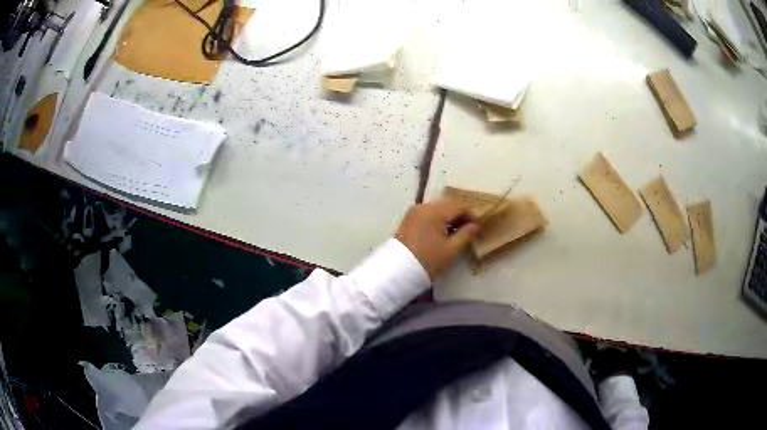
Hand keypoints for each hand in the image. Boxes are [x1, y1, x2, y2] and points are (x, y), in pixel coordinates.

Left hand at [395, 199, 480, 279]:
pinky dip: (437, 220)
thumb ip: (466, 235)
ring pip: (437, 209)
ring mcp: (414, 212)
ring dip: (448, 218)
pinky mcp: (408, 220)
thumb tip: (476, 226)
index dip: (471, 215)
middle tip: (469, 230)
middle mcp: (423, 206)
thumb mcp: (451, 250)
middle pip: (447, 205)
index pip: (459, 206)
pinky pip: (427, 214)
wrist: (398, 271)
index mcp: (435, 211)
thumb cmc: (428, 260)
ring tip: (456, 234)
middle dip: (459, 216)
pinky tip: (442, 234)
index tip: (478, 228)